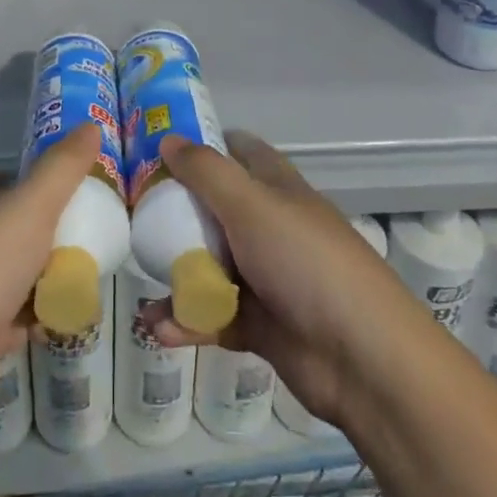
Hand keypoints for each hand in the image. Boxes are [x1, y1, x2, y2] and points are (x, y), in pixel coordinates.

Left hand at [0, 125, 95, 443]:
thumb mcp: (30, 207)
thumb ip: (62, 168)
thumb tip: (91, 124)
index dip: (5, 173)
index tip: (46, 179)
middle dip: (37, 228)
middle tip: (82, 228)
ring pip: (10, 274)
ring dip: (42, 275)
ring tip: (85, 272)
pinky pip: (13, 318)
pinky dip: (37, 316)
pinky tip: (64, 316)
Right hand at [147, 131, 429, 430]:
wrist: (363, 359)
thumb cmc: (306, 262)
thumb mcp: (251, 205)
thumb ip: (206, 172)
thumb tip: (167, 138)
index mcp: (276, 189)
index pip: (239, 151)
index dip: (203, 145)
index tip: (159, 149)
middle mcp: (270, 227)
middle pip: (215, 209)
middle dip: (176, 213)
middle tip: (134, 216)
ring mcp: (266, 277)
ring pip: (210, 265)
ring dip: (176, 274)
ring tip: (141, 282)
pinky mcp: (261, 324)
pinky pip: (212, 315)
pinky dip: (187, 320)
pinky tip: (158, 327)